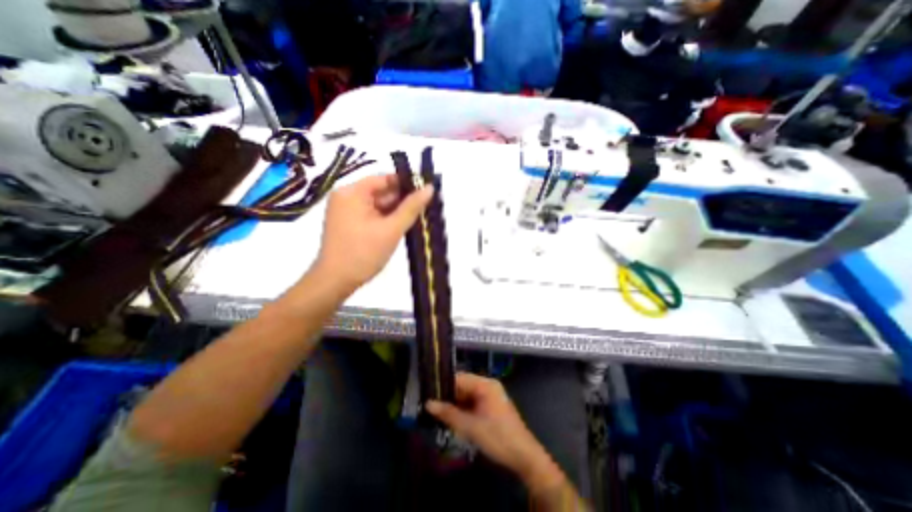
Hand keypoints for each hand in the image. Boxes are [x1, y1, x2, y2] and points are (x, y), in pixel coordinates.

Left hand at [313, 176, 432, 295]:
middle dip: (402, 200)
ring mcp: (345, 210)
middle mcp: (346, 196)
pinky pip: (371, 214)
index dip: (406, 184)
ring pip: (377, 204)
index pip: (384, 179)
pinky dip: (386, 219)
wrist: (336, 282)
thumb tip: (430, 187)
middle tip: (424, 208)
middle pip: (381, 191)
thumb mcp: (392, 229)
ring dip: (395, 211)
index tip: (426, 192)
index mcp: (352, 192)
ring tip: (416, 218)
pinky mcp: (348, 223)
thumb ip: (412, 207)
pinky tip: (400, 226)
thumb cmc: (364, 253)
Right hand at [425, 373, 563, 486]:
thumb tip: (428, 403)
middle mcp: (488, 385)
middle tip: (431, 407)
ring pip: (467, 395)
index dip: (443, 385)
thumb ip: (448, 414)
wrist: (524, 456)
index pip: (459, 378)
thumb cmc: (497, 437)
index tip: (428, 394)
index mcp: (485, 384)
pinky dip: (464, 409)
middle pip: (463, 386)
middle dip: (448, 396)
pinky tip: (453, 419)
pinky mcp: (492, 406)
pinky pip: (474, 402)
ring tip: (438, 414)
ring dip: (455, 404)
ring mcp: (491, 395)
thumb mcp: (470, 427)